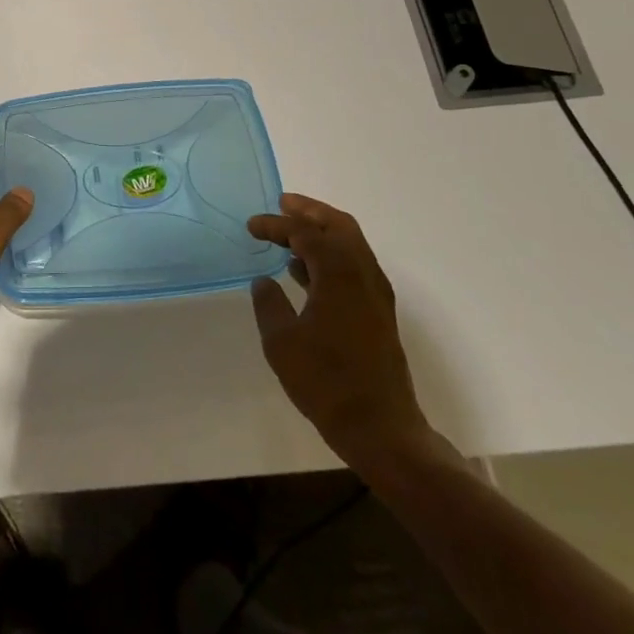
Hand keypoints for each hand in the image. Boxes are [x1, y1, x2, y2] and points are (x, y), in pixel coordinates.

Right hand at [249, 194, 434, 478]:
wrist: (381, 429)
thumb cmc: (326, 382)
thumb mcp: (282, 343)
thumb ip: (269, 304)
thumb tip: (263, 281)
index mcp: (340, 273)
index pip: (306, 233)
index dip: (276, 224)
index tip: (252, 226)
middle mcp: (364, 274)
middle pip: (339, 226)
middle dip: (310, 211)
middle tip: (282, 204)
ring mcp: (376, 294)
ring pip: (351, 244)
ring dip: (322, 232)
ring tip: (289, 234)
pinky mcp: (378, 313)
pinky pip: (354, 266)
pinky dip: (330, 255)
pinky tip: (304, 272)